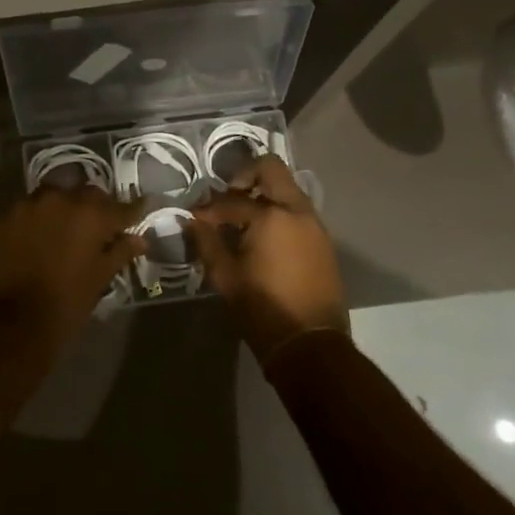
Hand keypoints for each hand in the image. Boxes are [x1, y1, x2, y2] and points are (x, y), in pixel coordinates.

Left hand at [0, 186, 145, 348]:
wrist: (15, 320)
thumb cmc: (67, 301)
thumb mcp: (100, 277)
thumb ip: (120, 252)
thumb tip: (139, 239)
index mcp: (91, 215)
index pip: (121, 207)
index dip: (135, 209)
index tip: (144, 206)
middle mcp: (62, 199)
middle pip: (88, 194)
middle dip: (98, 206)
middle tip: (102, 225)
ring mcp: (31, 204)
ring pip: (57, 194)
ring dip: (67, 206)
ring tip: (69, 227)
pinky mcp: (8, 216)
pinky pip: (31, 208)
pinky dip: (41, 217)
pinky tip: (42, 234)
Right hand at [188, 156, 347, 362]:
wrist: (310, 345)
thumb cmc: (263, 310)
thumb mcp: (225, 277)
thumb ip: (206, 242)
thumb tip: (191, 222)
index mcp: (271, 216)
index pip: (230, 201)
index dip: (207, 209)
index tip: (193, 219)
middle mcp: (297, 210)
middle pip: (270, 169)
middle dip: (243, 177)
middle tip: (226, 198)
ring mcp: (314, 224)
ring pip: (286, 189)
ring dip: (262, 195)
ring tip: (241, 221)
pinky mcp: (322, 240)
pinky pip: (297, 210)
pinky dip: (278, 212)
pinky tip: (261, 237)